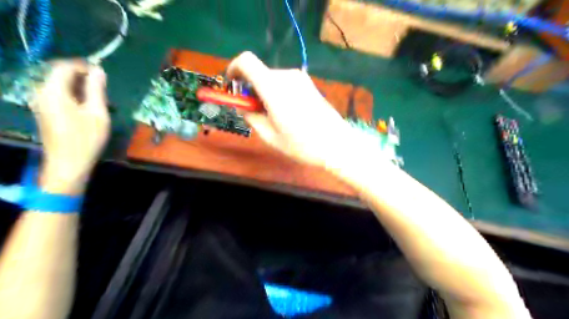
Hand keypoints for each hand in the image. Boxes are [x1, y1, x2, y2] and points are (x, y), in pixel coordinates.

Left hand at [31, 60, 109, 194]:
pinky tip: (89, 108)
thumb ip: (97, 89)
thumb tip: (99, 70)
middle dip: (83, 77)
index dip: (84, 66)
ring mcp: (41, 103)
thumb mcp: (97, 112)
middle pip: (60, 75)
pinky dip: (74, 96)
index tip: (103, 74)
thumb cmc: (86, 138)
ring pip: (61, 85)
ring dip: (80, 88)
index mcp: (53, 91)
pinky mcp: (45, 111)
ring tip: (100, 100)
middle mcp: (42, 93)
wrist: (68, 163)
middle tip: (104, 89)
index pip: (64, 67)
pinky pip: (59, 95)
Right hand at [229, 51, 358, 169]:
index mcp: (273, 87)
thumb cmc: (302, 144)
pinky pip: (285, 83)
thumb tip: (244, 106)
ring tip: (273, 117)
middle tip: (253, 112)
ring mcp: (300, 78)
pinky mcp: (309, 84)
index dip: (233, 69)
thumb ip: (251, 117)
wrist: (337, 144)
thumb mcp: (270, 136)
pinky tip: (286, 113)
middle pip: (259, 73)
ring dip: (265, 93)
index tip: (232, 85)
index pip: (246, 61)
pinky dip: (277, 93)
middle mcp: (287, 76)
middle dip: (250, 89)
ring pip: (272, 79)